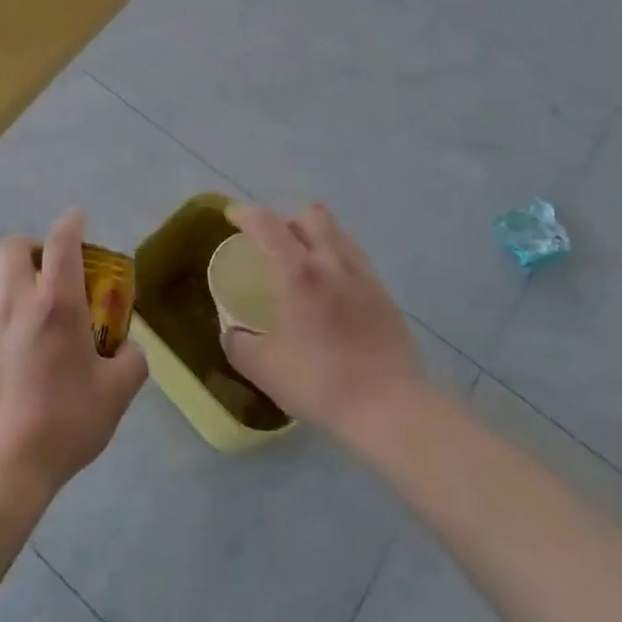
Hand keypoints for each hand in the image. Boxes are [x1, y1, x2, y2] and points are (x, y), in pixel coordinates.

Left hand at [0, 209, 147, 509]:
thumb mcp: (117, 394)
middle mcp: (16, 303)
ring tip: (38, 324)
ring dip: (19, 286)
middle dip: (33, 247)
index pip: (62, 241)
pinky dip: (5, 322)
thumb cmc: (63, 424)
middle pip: (13, 247)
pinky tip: (18, 361)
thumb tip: (128, 349)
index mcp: (56, 304)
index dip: (71, 223)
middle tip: (53, 271)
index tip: (78, 219)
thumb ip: (131, 361)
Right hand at [220, 204, 424, 443]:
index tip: (233, 216)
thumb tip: (232, 330)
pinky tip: (331, 287)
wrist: (389, 407)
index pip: (268, 225)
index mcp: (298, 273)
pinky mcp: (384, 294)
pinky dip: (336, 257)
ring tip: (303, 260)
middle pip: (310, 215)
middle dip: (285, 218)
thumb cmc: (320, 382)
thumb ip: (238, 343)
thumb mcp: (263, 369)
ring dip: (315, 234)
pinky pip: (355, 257)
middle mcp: (332, 262)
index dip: (247, 214)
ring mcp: (363, 275)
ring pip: (337, 232)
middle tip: (271, 241)